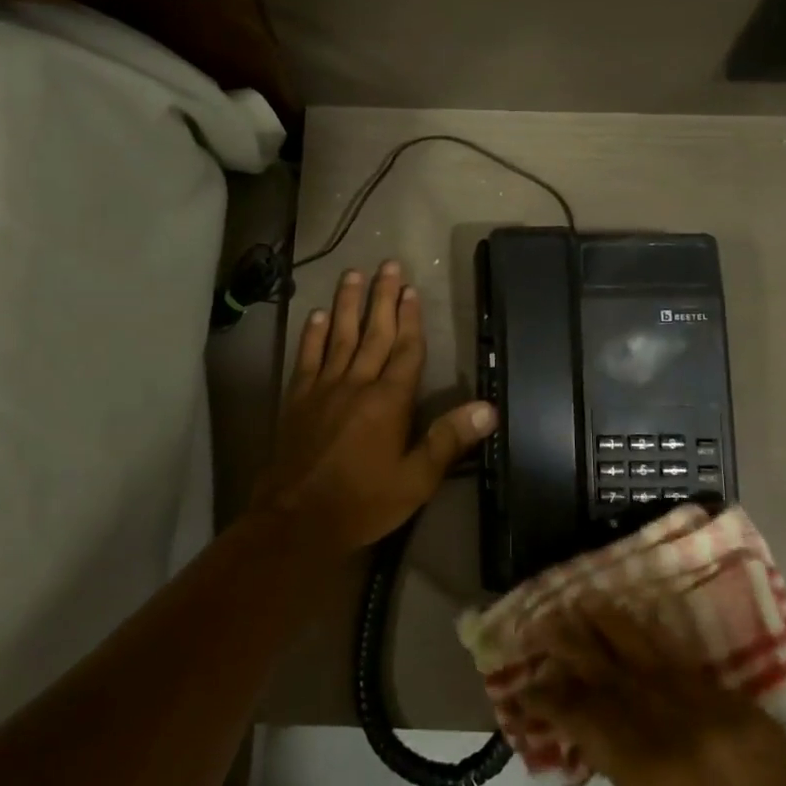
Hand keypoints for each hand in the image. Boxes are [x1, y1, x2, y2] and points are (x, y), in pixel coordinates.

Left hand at [248, 261, 495, 560]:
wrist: (296, 521)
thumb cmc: (363, 503)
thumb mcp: (416, 480)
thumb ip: (448, 440)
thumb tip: (488, 408)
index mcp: (389, 401)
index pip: (405, 350)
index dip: (410, 319)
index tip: (411, 289)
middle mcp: (357, 384)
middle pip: (373, 333)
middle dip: (382, 298)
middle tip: (388, 265)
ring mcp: (323, 388)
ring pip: (339, 336)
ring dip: (347, 304)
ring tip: (353, 274)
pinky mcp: (298, 398)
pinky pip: (308, 357)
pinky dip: (313, 334)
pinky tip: (317, 314)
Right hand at [520, 602, 785, 785]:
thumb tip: (606, 743)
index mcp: (651, 770)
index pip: (585, 714)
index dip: (549, 697)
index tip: (524, 684)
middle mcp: (681, 726)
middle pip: (614, 671)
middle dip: (573, 645)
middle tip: (543, 621)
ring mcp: (720, 712)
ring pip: (654, 655)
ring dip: (614, 628)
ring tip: (585, 602)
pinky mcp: (749, 711)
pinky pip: (694, 671)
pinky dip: (661, 652)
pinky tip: (641, 635)